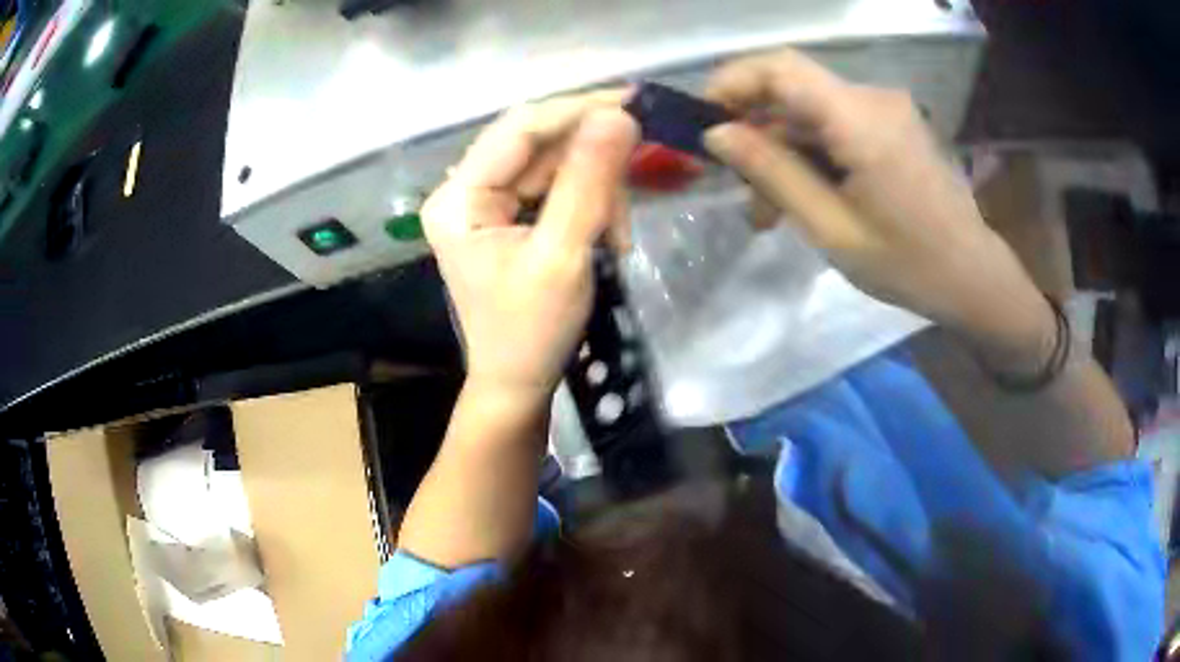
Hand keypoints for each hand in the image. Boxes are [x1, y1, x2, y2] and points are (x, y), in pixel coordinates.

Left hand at [422, 92, 639, 397]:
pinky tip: (606, 237)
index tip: (633, 101)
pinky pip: (556, 188)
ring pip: (554, 165)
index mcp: (459, 197)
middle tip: (633, 187)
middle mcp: (465, 189)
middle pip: (538, 144)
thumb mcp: (562, 256)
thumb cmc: (532, 331)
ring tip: (616, 237)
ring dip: (597, 191)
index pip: (519, 129)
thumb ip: (588, 183)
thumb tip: (619, 115)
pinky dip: (590, 205)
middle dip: (592, 164)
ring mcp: (486, 202)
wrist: (518, 382)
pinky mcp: (507, 215)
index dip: (576, 109)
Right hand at [703, 50, 1054, 371]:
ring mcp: (885, 109)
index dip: (733, 82)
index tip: (704, 122)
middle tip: (740, 189)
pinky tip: (806, 194)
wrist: (972, 275)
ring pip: (810, 112)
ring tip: (770, 210)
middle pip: (792, 91)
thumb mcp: (832, 228)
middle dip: (756, 131)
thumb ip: (773, 173)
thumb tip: (717, 135)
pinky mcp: (891, 124)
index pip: (780, 68)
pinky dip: (811, 152)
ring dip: (782, 151)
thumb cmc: (908, 264)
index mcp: (861, 120)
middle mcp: (873, 99)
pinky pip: (835, 124)